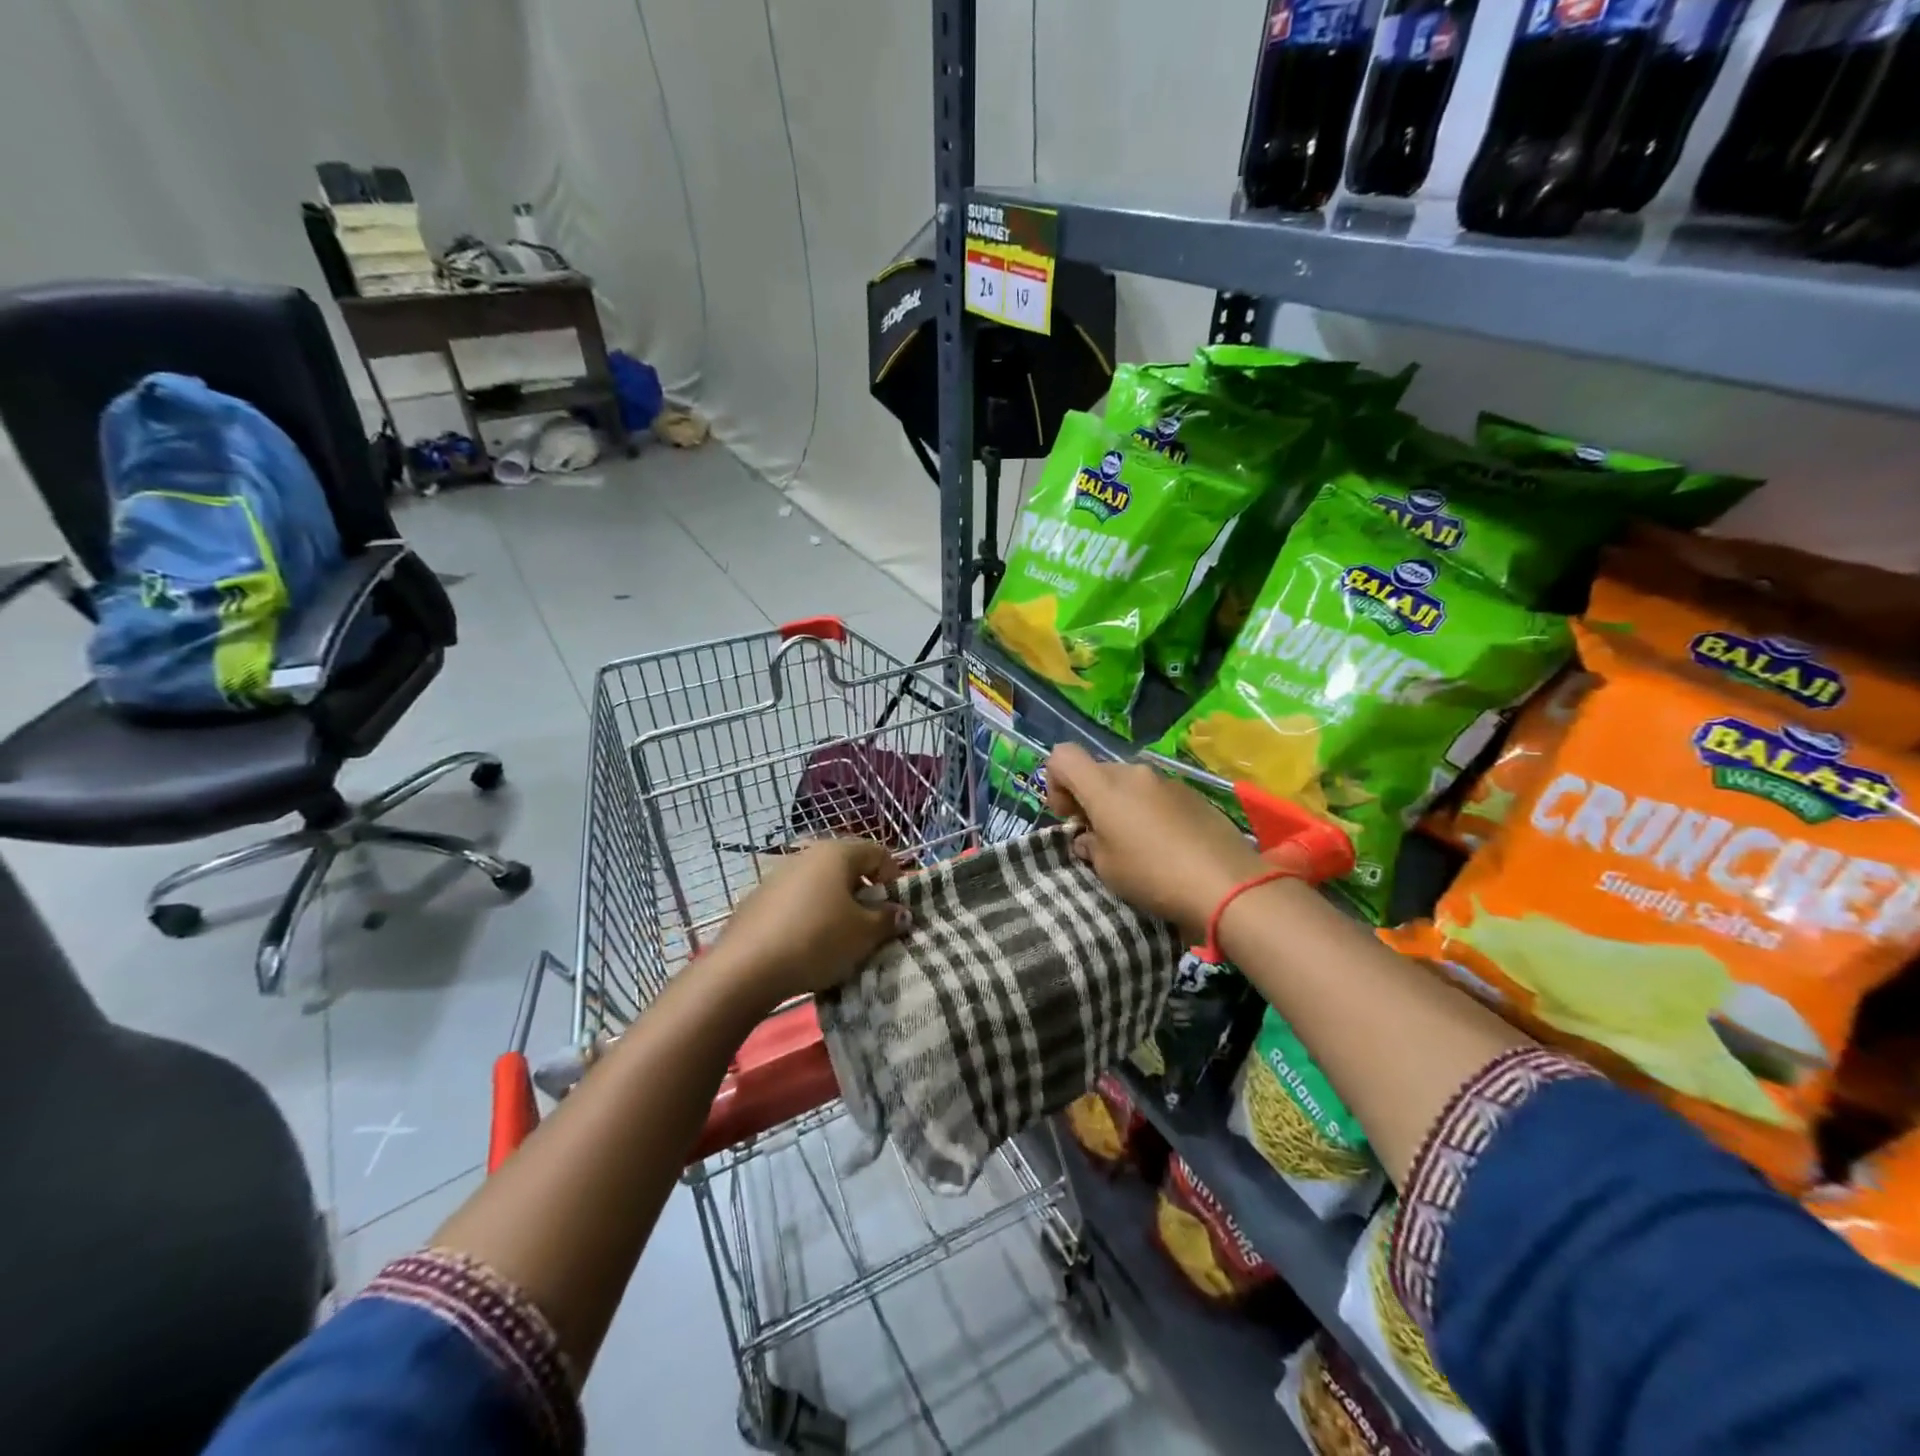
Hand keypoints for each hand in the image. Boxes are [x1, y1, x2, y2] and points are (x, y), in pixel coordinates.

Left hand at [714, 839, 911, 1004]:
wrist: (745, 968)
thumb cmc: (817, 940)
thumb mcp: (863, 935)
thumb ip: (887, 920)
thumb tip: (901, 912)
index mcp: (836, 853)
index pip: (878, 852)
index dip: (894, 878)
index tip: (896, 909)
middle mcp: (806, 854)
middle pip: (847, 867)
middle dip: (864, 894)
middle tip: (871, 926)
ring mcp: (777, 875)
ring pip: (820, 885)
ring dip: (836, 906)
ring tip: (839, 939)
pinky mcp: (757, 899)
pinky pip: (796, 902)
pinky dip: (809, 916)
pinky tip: (806, 945)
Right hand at [1044, 744, 1269, 937]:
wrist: (1226, 884)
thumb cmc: (1153, 875)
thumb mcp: (1106, 868)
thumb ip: (1090, 845)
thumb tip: (1090, 838)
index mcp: (1105, 786)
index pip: (1063, 756)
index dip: (1055, 782)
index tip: (1070, 817)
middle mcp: (1134, 773)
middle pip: (1097, 772)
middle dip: (1090, 799)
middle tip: (1099, 837)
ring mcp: (1167, 781)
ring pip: (1129, 784)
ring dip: (1121, 806)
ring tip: (1136, 844)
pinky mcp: (1193, 794)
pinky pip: (1157, 795)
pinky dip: (1149, 812)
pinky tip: (1165, 845)